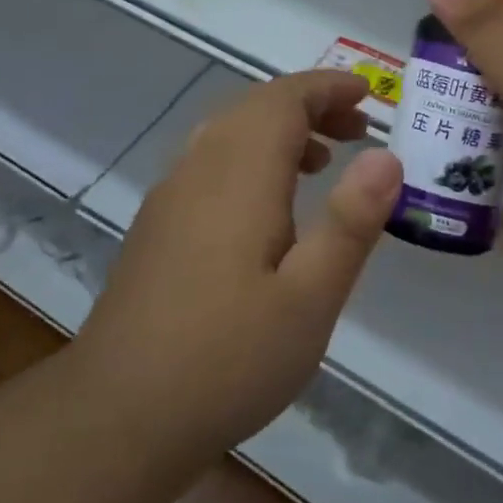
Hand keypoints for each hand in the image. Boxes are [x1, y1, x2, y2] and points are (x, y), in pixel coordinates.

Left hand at [76, 71, 402, 456]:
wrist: (117, 415)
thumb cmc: (228, 358)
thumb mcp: (311, 298)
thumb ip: (350, 222)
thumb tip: (386, 155)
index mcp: (239, 175)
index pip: (284, 99)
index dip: (328, 87)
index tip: (369, 95)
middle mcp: (199, 169)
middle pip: (255, 108)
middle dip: (310, 106)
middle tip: (357, 131)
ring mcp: (170, 197)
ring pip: (229, 133)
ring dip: (279, 131)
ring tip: (322, 163)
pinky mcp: (157, 226)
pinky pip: (210, 163)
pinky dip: (250, 157)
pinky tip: (268, 208)